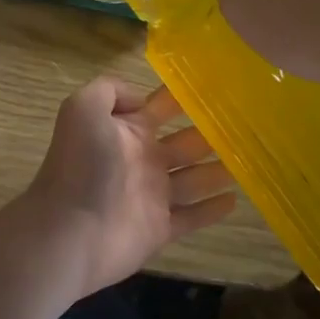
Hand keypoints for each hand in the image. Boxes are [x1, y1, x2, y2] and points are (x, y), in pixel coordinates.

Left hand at [20, 76, 235, 294]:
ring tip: (249, 161)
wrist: (70, 230)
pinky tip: (235, 200)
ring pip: (194, 179)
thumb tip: (141, 99)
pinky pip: (192, 217)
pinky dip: (212, 209)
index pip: (160, 108)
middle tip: (247, 126)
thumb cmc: (81, 166)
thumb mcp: (83, 109)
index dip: (184, 97)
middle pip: (185, 143)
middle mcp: (142, 159)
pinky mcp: (160, 229)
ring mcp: (152, 196)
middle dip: (211, 133)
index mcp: (126, 130)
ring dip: (219, 169)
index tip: (219, 88)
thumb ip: (110, 90)